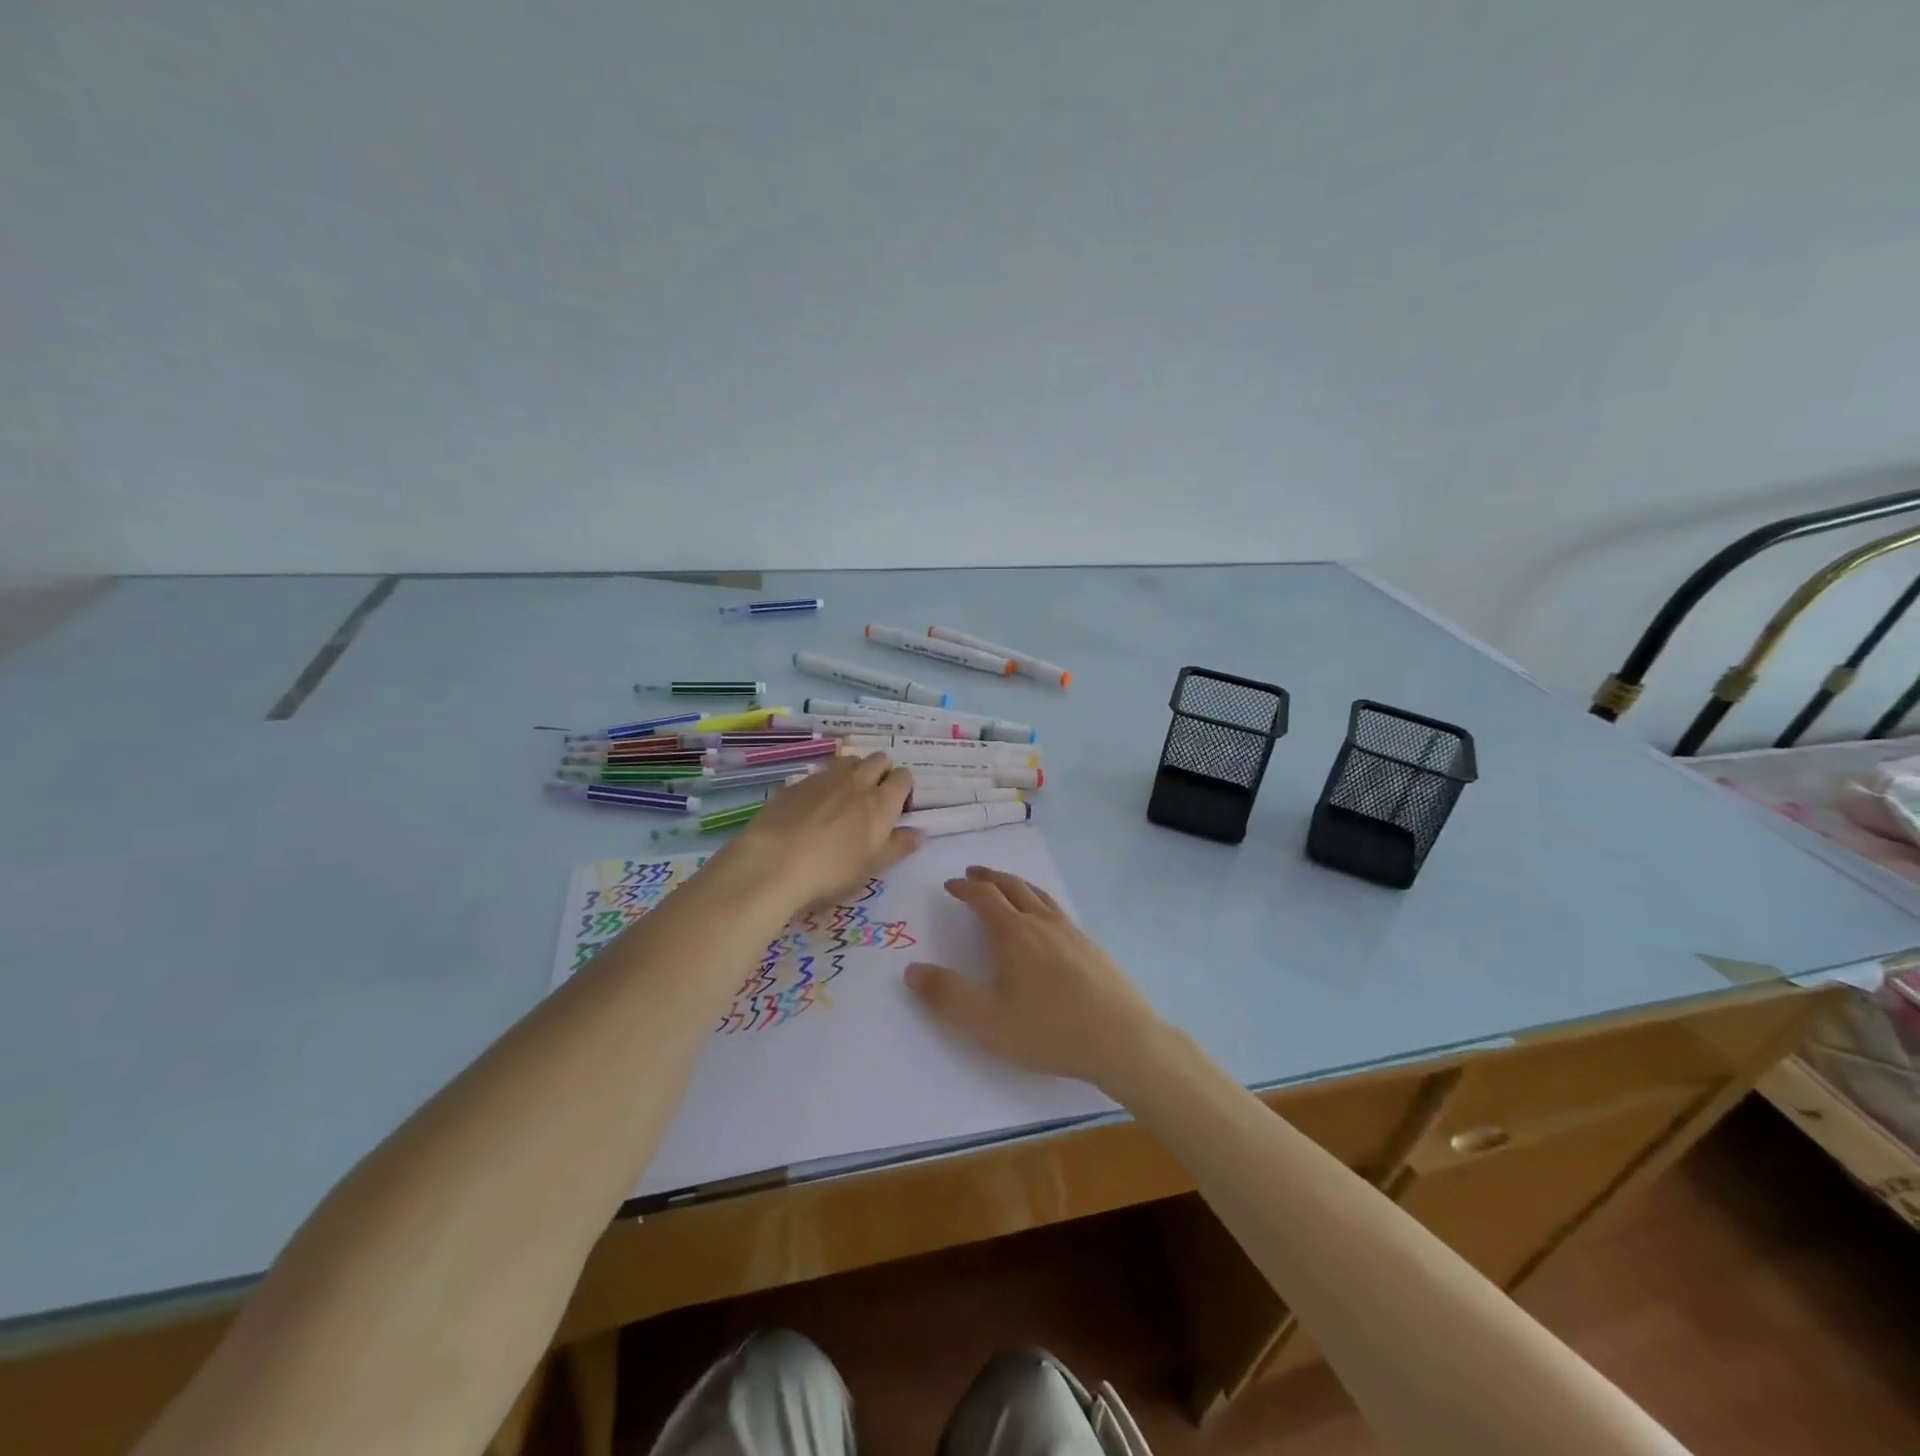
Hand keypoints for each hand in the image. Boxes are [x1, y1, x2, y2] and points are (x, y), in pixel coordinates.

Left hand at [723, 753, 919, 912]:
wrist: (774, 862)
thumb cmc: (832, 870)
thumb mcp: (873, 866)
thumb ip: (899, 846)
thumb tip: (919, 832)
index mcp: (881, 801)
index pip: (904, 777)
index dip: (904, 790)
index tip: (897, 811)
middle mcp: (857, 781)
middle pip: (879, 759)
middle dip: (882, 773)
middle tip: (873, 802)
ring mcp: (826, 778)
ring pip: (850, 761)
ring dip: (856, 773)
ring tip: (845, 800)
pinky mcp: (798, 782)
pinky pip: (822, 773)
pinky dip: (827, 783)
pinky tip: (814, 808)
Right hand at [904, 866, 1168, 1089]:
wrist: (1122, 1040)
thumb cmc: (1049, 1030)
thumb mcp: (986, 1021)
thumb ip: (946, 995)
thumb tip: (912, 969)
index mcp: (1014, 933)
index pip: (984, 897)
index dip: (964, 888)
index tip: (950, 885)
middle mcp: (1043, 922)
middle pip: (1013, 886)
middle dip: (989, 878)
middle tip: (973, 874)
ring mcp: (1072, 932)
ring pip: (1039, 895)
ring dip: (1017, 884)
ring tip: (1007, 886)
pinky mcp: (1092, 947)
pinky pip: (1058, 910)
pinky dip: (1040, 901)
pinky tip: (1046, 922)